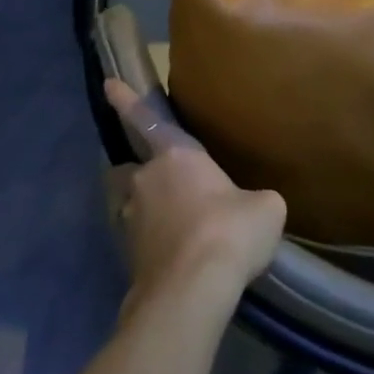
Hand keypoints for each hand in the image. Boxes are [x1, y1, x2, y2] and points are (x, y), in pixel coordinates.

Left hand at [103, 79, 286, 316]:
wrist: (192, 289)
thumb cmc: (229, 232)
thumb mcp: (265, 208)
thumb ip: (256, 199)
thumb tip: (254, 207)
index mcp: (176, 155)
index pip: (147, 119)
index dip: (126, 100)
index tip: (107, 83)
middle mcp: (146, 178)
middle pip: (138, 169)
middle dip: (150, 177)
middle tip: (178, 195)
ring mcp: (131, 216)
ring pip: (137, 205)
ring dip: (153, 213)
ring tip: (181, 235)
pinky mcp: (127, 252)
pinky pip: (142, 239)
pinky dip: (157, 246)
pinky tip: (180, 263)